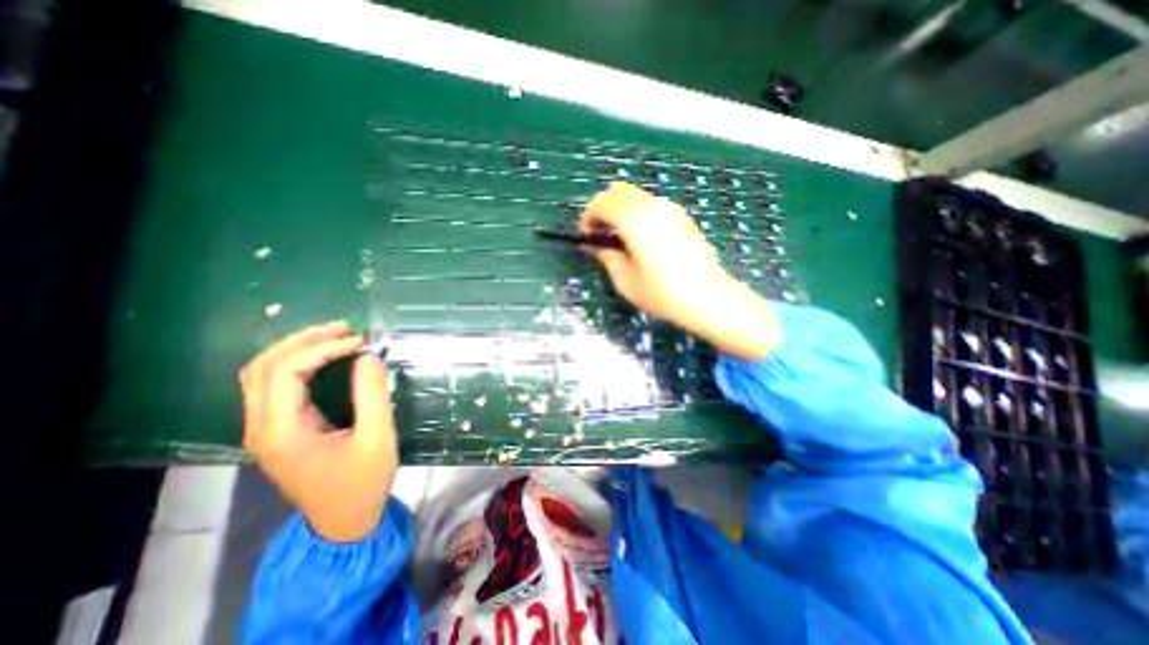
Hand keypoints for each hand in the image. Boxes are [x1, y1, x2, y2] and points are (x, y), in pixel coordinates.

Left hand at [239, 319, 397, 542]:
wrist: (344, 521)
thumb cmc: (364, 482)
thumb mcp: (378, 438)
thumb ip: (373, 394)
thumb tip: (369, 355)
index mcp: (282, 432)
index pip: (286, 372)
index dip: (323, 349)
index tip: (362, 343)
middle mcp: (261, 427)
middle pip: (263, 367)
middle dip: (305, 340)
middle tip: (346, 329)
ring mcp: (264, 429)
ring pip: (262, 374)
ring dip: (297, 349)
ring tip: (336, 336)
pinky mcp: (276, 430)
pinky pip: (273, 385)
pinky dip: (296, 363)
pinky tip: (324, 358)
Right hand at [578, 182, 786, 363]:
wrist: (709, 298)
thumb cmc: (663, 294)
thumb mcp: (625, 281)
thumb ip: (606, 256)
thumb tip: (592, 245)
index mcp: (635, 221)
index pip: (602, 202)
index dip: (588, 216)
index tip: (585, 235)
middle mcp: (653, 206)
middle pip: (618, 190)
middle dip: (602, 207)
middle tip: (600, 233)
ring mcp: (671, 208)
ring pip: (635, 195)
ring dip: (620, 209)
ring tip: (619, 238)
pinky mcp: (682, 216)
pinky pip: (651, 204)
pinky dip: (637, 212)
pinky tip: (640, 239)